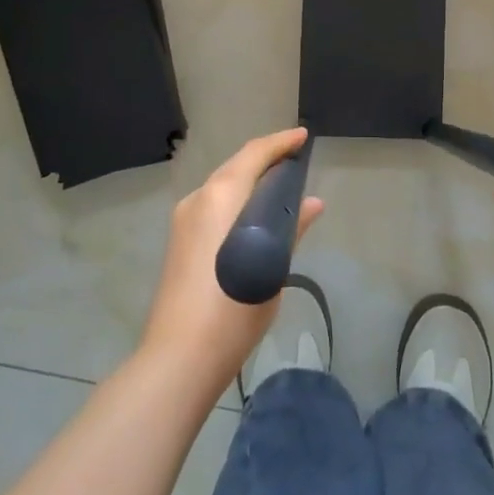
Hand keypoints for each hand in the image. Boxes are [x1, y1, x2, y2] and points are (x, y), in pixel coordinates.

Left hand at [140, 127, 324, 400]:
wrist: (180, 357)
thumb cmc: (233, 309)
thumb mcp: (271, 267)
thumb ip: (290, 229)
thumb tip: (313, 203)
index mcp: (220, 197)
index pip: (253, 154)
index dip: (280, 142)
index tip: (302, 137)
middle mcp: (197, 200)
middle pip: (235, 167)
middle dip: (265, 160)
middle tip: (296, 161)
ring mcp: (184, 221)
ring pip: (222, 187)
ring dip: (250, 181)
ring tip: (281, 188)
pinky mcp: (180, 242)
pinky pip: (213, 206)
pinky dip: (237, 201)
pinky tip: (255, 217)